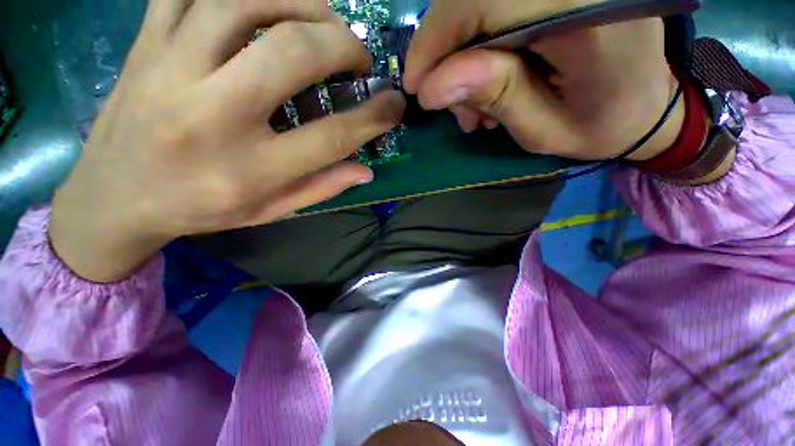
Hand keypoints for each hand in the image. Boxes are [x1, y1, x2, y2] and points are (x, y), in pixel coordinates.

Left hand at [50, 0, 404, 282]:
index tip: (395, 106)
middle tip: (360, 59)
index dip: (374, 117)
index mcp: (249, 168)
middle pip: (293, 52)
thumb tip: (366, 171)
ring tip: (324, 23)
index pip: (331, 135)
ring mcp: (171, 67)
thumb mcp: (269, 210)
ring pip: (246, 0)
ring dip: (302, 3)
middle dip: (343, 47)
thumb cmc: (199, 209)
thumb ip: (322, 188)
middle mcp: (211, 112)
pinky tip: (268, 3)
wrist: (114, 197)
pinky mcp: (147, 43)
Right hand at [404, 0, 683, 160]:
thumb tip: (430, 86)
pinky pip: (495, 5)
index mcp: (588, 14)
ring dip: (460, 51)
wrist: (645, 106)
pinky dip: (476, 41)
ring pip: (479, 0)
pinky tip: (485, 79)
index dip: (435, 39)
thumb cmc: (600, 127)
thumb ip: (495, 96)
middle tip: (448, 102)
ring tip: (472, 103)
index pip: (483, 0)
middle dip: (445, 49)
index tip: (416, 85)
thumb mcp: (543, 129)